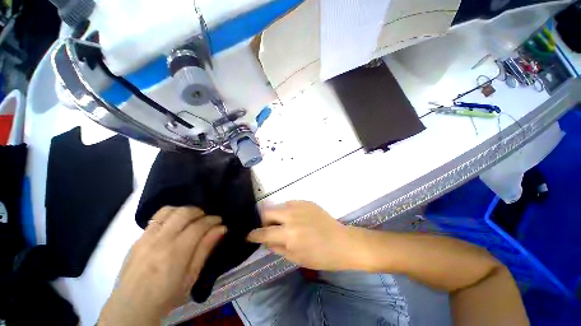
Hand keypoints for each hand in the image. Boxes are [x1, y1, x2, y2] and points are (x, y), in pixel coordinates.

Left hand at [98, 207, 225, 325]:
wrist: (131, 307)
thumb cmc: (167, 295)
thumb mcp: (191, 277)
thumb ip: (205, 249)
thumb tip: (221, 229)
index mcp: (176, 252)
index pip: (200, 225)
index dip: (213, 220)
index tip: (219, 222)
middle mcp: (161, 239)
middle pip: (185, 212)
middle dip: (200, 212)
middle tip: (206, 219)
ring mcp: (146, 237)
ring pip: (169, 210)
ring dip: (184, 210)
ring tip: (191, 219)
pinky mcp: (138, 238)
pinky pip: (156, 217)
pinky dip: (170, 215)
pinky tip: (174, 224)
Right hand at [247, 201, 363, 270]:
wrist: (342, 242)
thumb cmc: (320, 256)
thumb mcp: (295, 258)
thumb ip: (277, 247)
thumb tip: (265, 239)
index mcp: (289, 235)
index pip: (264, 232)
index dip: (253, 234)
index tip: (249, 235)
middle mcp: (292, 217)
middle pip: (267, 211)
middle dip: (263, 220)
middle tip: (269, 228)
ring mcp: (300, 206)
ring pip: (279, 206)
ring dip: (277, 214)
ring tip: (284, 223)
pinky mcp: (307, 202)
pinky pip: (291, 203)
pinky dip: (288, 211)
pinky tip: (296, 218)